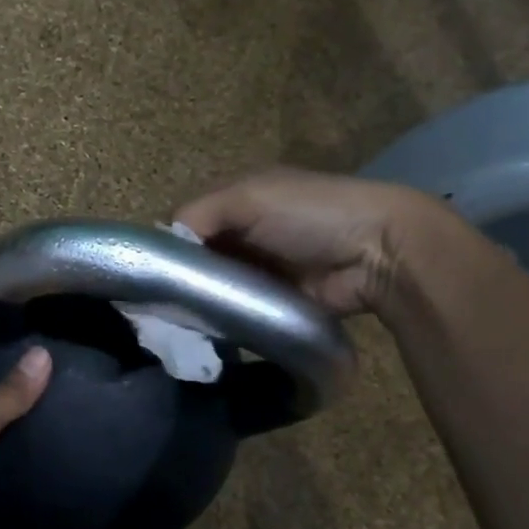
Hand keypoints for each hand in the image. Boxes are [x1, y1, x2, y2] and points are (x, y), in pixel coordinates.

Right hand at [174, 168, 445, 316]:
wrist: (377, 252)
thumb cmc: (309, 214)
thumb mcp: (248, 198)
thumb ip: (200, 214)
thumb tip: (164, 244)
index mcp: (238, 200)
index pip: (188, 222)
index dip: (169, 243)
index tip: (151, 272)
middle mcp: (245, 232)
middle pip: (200, 257)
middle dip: (182, 276)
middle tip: (160, 303)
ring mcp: (262, 268)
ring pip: (217, 285)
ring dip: (201, 299)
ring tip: (177, 321)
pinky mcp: (276, 300)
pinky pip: (240, 309)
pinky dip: (224, 317)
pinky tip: (204, 330)